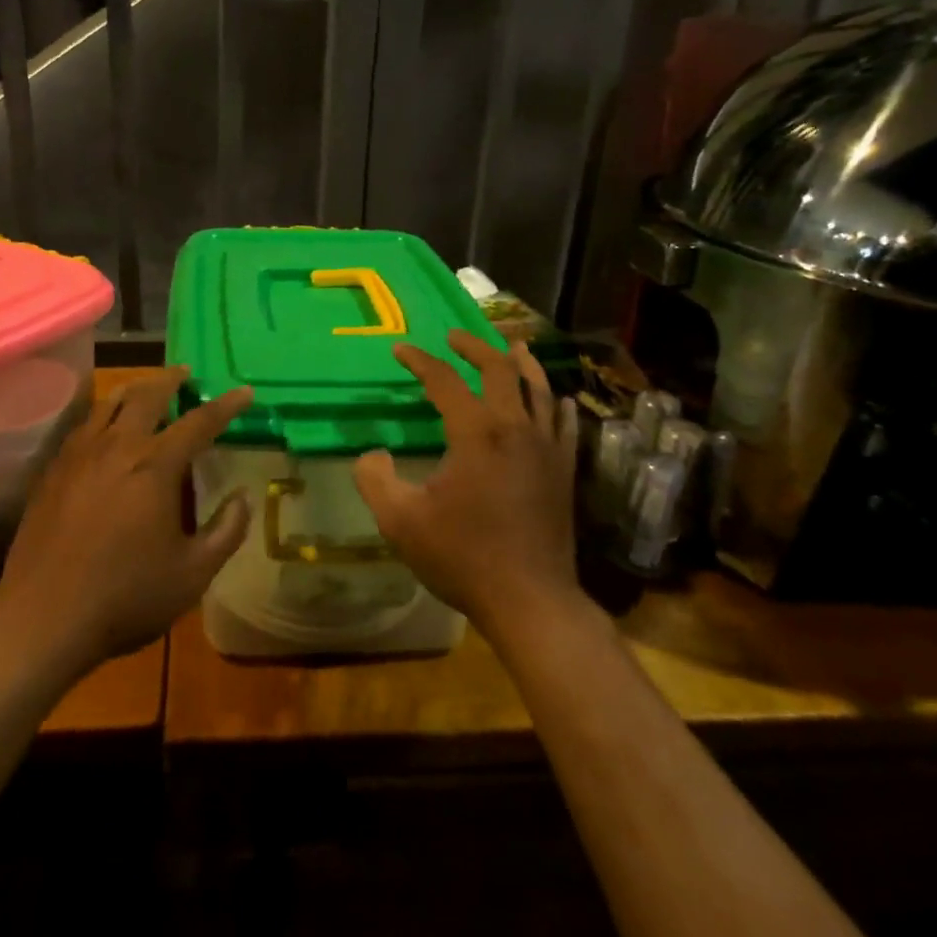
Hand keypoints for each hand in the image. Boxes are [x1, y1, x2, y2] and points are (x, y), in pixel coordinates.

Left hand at [0, 367, 252, 681]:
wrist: (42, 619)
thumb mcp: (193, 574)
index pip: (199, 422)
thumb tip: (243, 496)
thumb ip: (226, 531)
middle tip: (186, 373)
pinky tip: (103, 426)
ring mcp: (79, 456)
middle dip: (171, 380)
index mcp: (155, 467)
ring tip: (146, 388)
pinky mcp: (53, 471)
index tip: (245, 392)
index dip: (226, 405)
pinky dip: (101, 413)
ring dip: (134, 389)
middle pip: (147, 396)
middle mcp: (117, 447)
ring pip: (108, 403)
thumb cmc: (126, 597)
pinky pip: (82, 426)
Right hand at [353, 330, 580, 638]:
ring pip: (539, 389)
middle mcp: (515, 428)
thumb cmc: (462, 556)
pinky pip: (563, 424)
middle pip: (499, 370)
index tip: (400, 350)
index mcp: (476, 433)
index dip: (420, 361)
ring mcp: (546, 448)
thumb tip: (372, 454)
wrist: (530, 599)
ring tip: (513, 345)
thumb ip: (374, 479)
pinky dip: (556, 403)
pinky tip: (558, 398)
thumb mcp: (400, 521)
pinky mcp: (563, 471)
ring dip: (522, 363)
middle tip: (455, 336)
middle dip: (474, 347)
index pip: (444, 381)